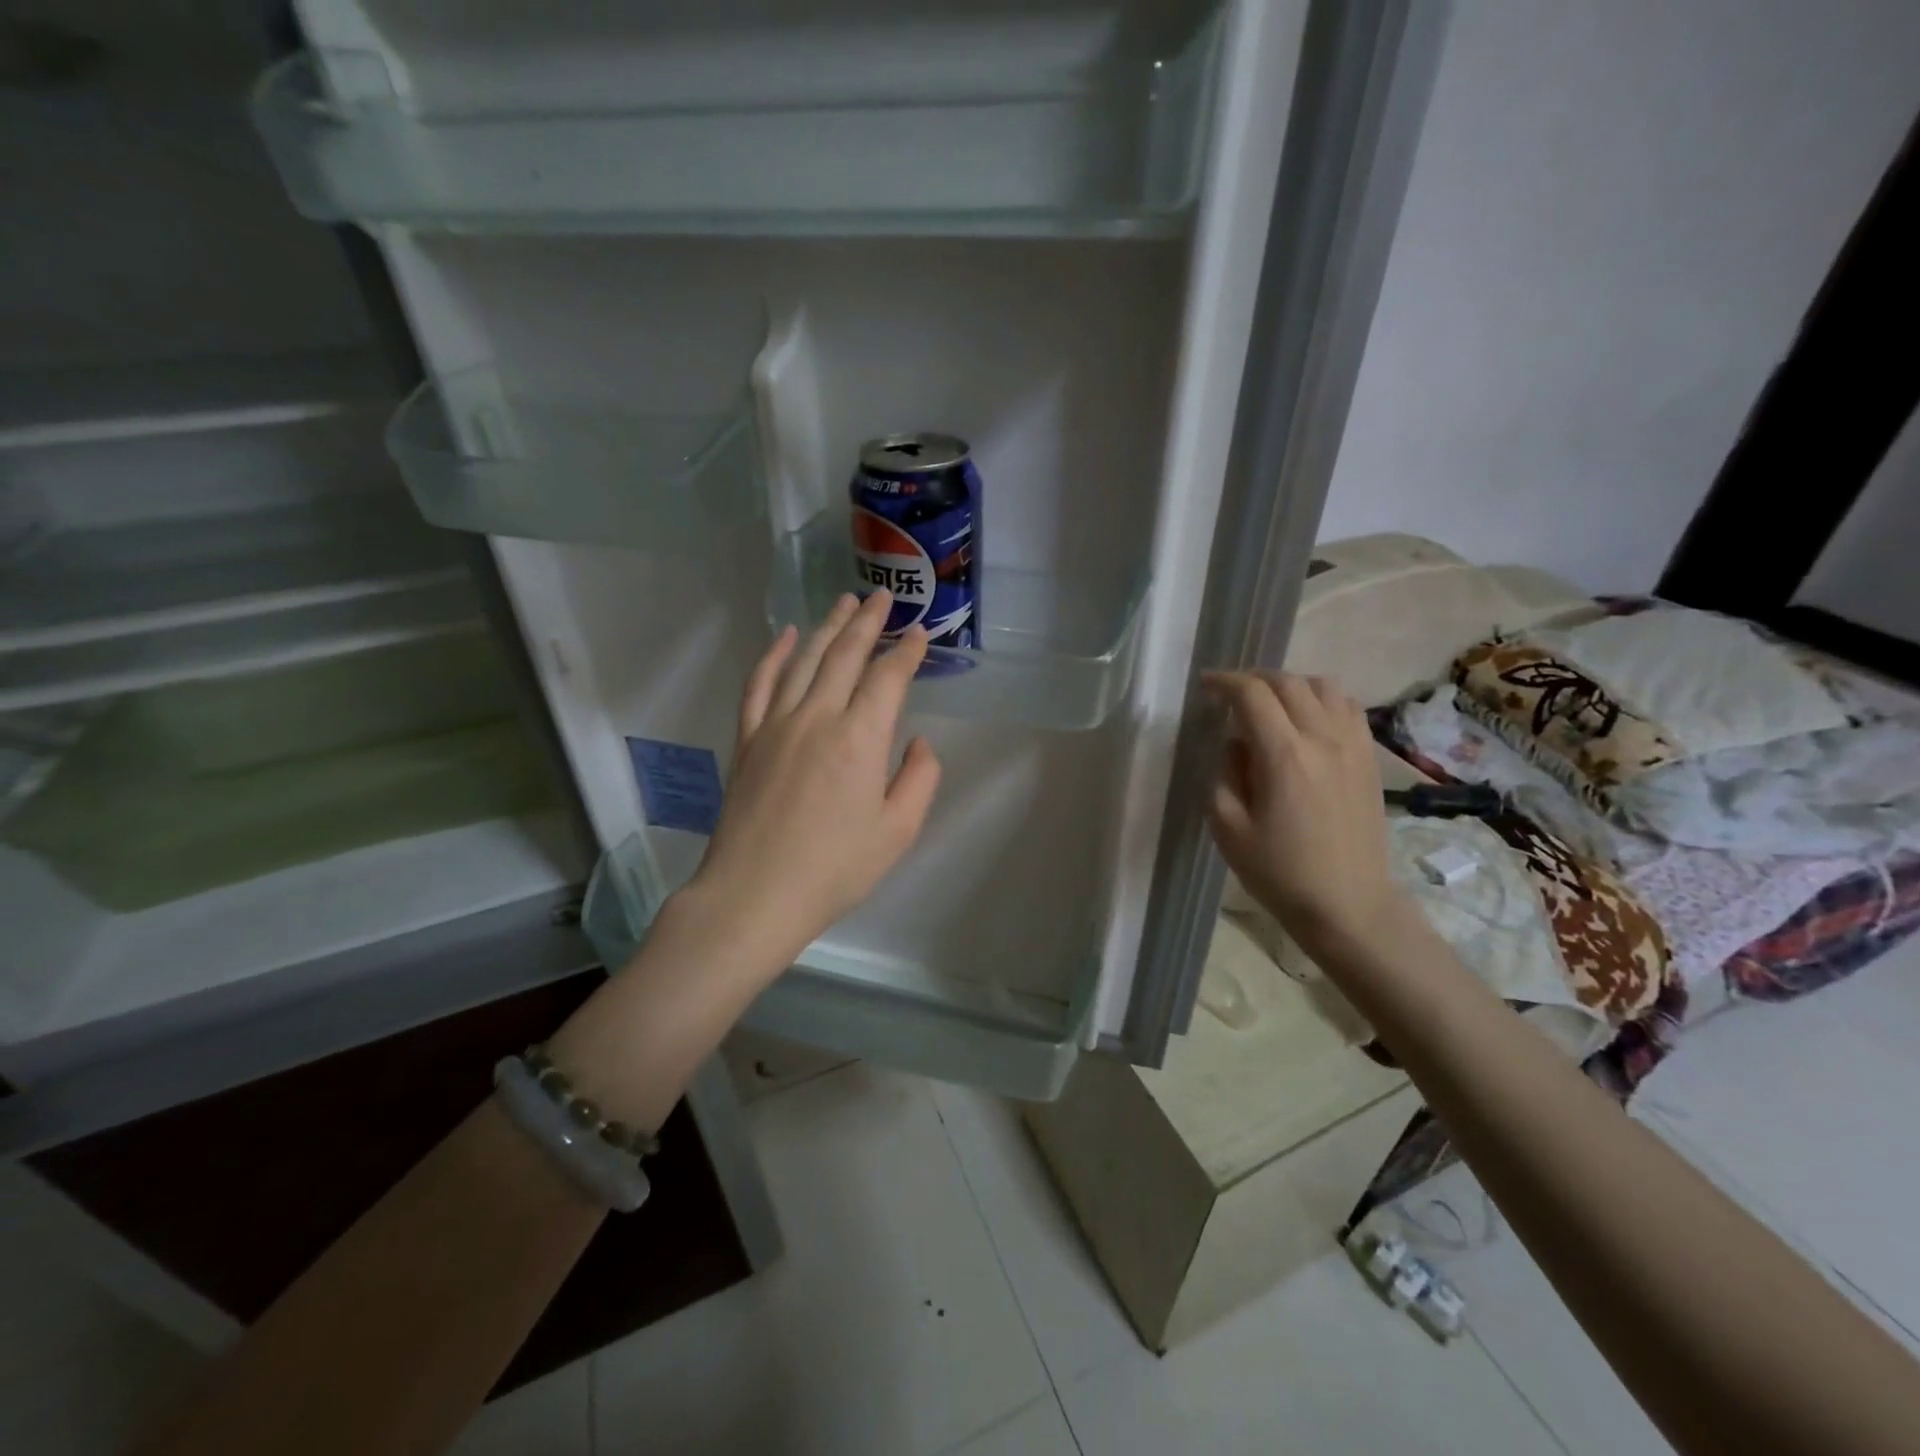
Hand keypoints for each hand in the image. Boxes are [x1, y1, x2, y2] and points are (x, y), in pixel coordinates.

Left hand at [686, 590, 940, 966]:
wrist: (754, 894)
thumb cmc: (834, 869)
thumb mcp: (897, 832)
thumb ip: (919, 780)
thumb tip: (918, 742)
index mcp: (860, 739)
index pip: (888, 678)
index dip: (907, 652)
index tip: (920, 633)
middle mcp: (817, 717)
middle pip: (845, 655)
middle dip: (868, 621)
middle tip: (882, 596)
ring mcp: (776, 723)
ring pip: (805, 660)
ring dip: (828, 627)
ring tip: (844, 602)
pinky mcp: (748, 738)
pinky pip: (760, 683)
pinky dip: (774, 654)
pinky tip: (786, 636)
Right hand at [1203, 670, 1409, 958]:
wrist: (1348, 904)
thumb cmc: (1280, 872)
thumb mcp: (1227, 828)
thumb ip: (1224, 774)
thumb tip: (1236, 744)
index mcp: (1284, 756)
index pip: (1252, 694)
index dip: (1224, 682)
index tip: (1205, 686)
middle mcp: (1323, 739)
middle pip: (1288, 682)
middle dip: (1253, 679)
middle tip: (1231, 694)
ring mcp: (1354, 746)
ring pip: (1324, 686)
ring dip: (1291, 685)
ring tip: (1271, 703)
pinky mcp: (1370, 758)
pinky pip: (1348, 708)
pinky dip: (1322, 700)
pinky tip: (1307, 720)